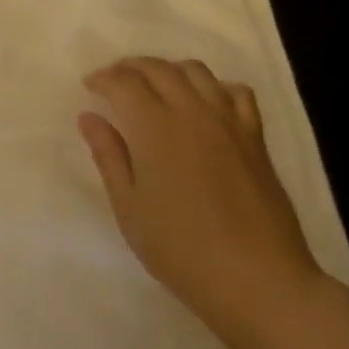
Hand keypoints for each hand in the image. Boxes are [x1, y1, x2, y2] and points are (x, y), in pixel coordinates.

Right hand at [80, 57, 322, 348]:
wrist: (259, 281)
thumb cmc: (182, 250)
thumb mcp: (130, 208)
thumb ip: (109, 156)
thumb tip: (89, 117)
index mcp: (154, 127)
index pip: (123, 82)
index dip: (103, 78)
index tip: (90, 86)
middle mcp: (191, 111)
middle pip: (157, 68)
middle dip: (130, 67)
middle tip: (115, 81)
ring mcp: (227, 121)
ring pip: (195, 71)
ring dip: (169, 70)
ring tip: (155, 86)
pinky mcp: (255, 136)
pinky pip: (236, 92)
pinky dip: (215, 86)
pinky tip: (206, 103)